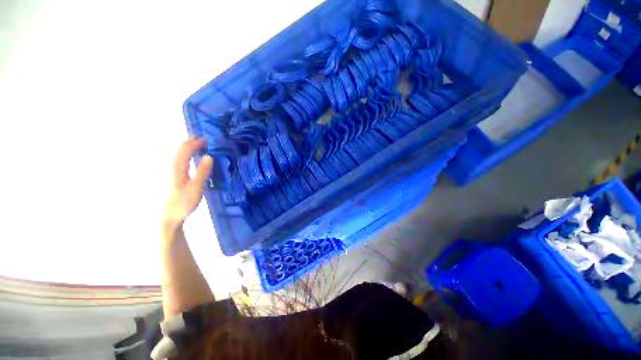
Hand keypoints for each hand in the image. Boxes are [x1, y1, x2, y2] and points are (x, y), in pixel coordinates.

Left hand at [163, 138, 212, 233]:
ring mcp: (172, 172)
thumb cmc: (183, 202)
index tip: (206, 138)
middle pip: (180, 150)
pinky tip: (192, 159)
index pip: (185, 149)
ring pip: (179, 155)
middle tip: (204, 140)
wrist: (169, 217)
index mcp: (177, 168)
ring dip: (189, 148)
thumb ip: (202, 171)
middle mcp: (172, 167)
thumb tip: (208, 156)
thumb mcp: (196, 187)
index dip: (195, 142)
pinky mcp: (174, 177)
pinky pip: (180, 161)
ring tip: (199, 146)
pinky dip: (187, 155)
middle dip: (191, 142)